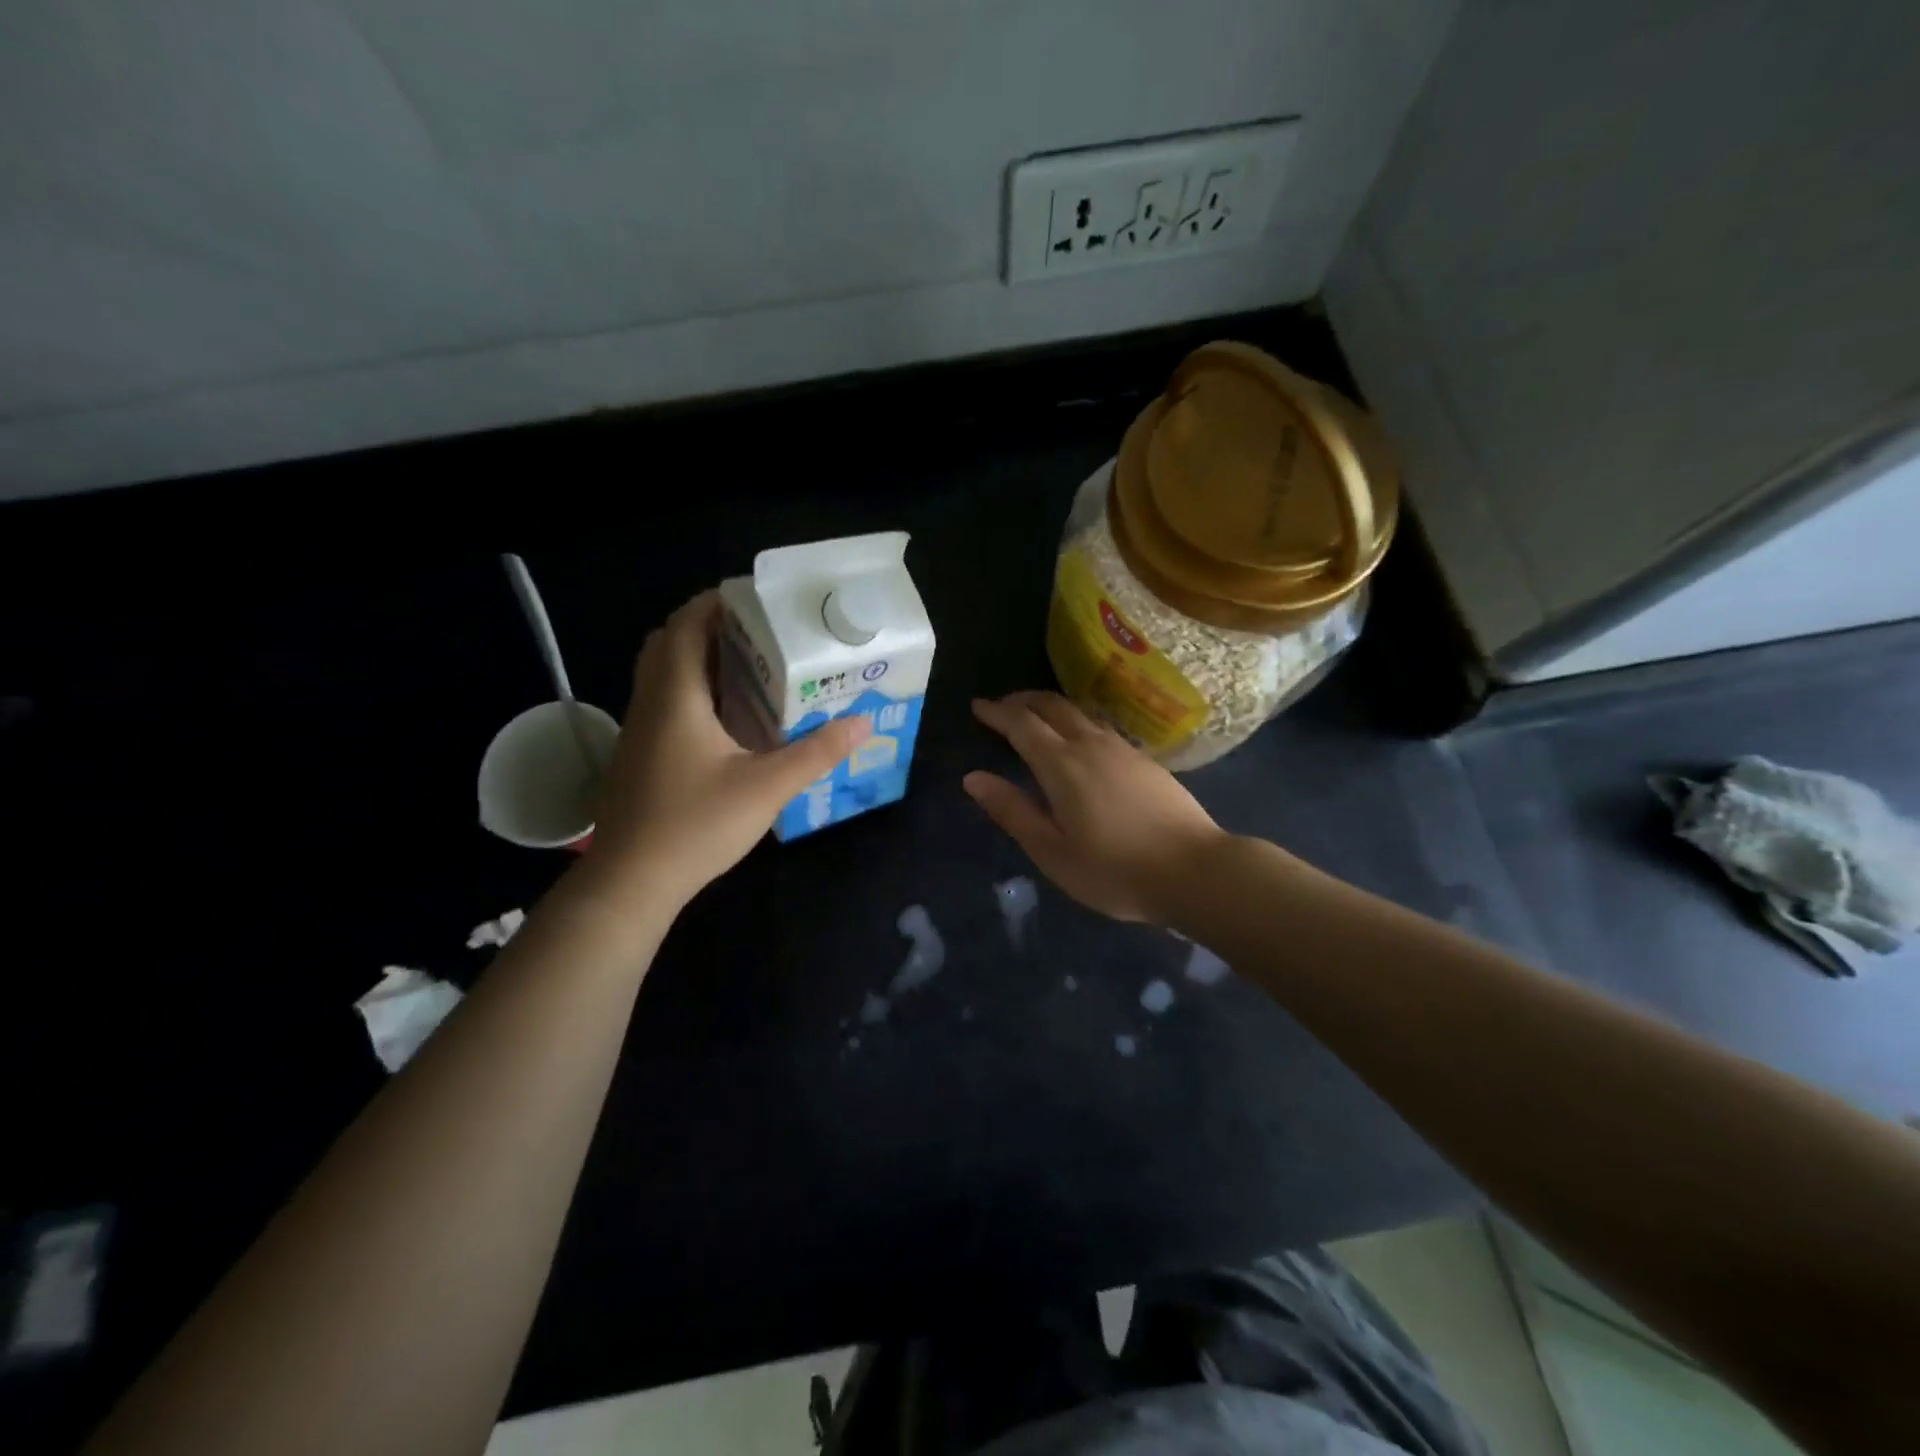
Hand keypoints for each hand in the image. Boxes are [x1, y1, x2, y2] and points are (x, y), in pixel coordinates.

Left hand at [588, 591, 869, 905]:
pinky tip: (727, 719)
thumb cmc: (696, 825)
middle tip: (758, 634)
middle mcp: (650, 703)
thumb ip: (817, 752)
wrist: (631, 881)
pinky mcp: (638, 755)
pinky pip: (663, 701)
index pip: (685, 626)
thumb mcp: (767, 788)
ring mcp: (638, 730)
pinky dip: (691, 691)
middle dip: (708, 627)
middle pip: (668, 643)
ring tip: (749, 667)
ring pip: (662, 674)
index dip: (715, 603)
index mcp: (676, 697)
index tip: (756, 600)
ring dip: (698, 659)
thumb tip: (864, 723)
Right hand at [964, 691, 1225, 923]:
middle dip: (1023, 700)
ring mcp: (1123, 749)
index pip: (1022, 724)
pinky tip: (1079, 741)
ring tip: (1035, 718)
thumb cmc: (1114, 870)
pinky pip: (1100, 726)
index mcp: (1062, 765)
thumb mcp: (1052, 851)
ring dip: (1051, 708)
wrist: (1195, 871)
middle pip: (1052, 706)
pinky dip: (1076, 722)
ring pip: (1080, 712)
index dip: (997, 712)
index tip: (977, 706)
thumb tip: (973, 778)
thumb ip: (1013, 811)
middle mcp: (1091, 745)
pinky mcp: (1145, 760)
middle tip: (1002, 706)